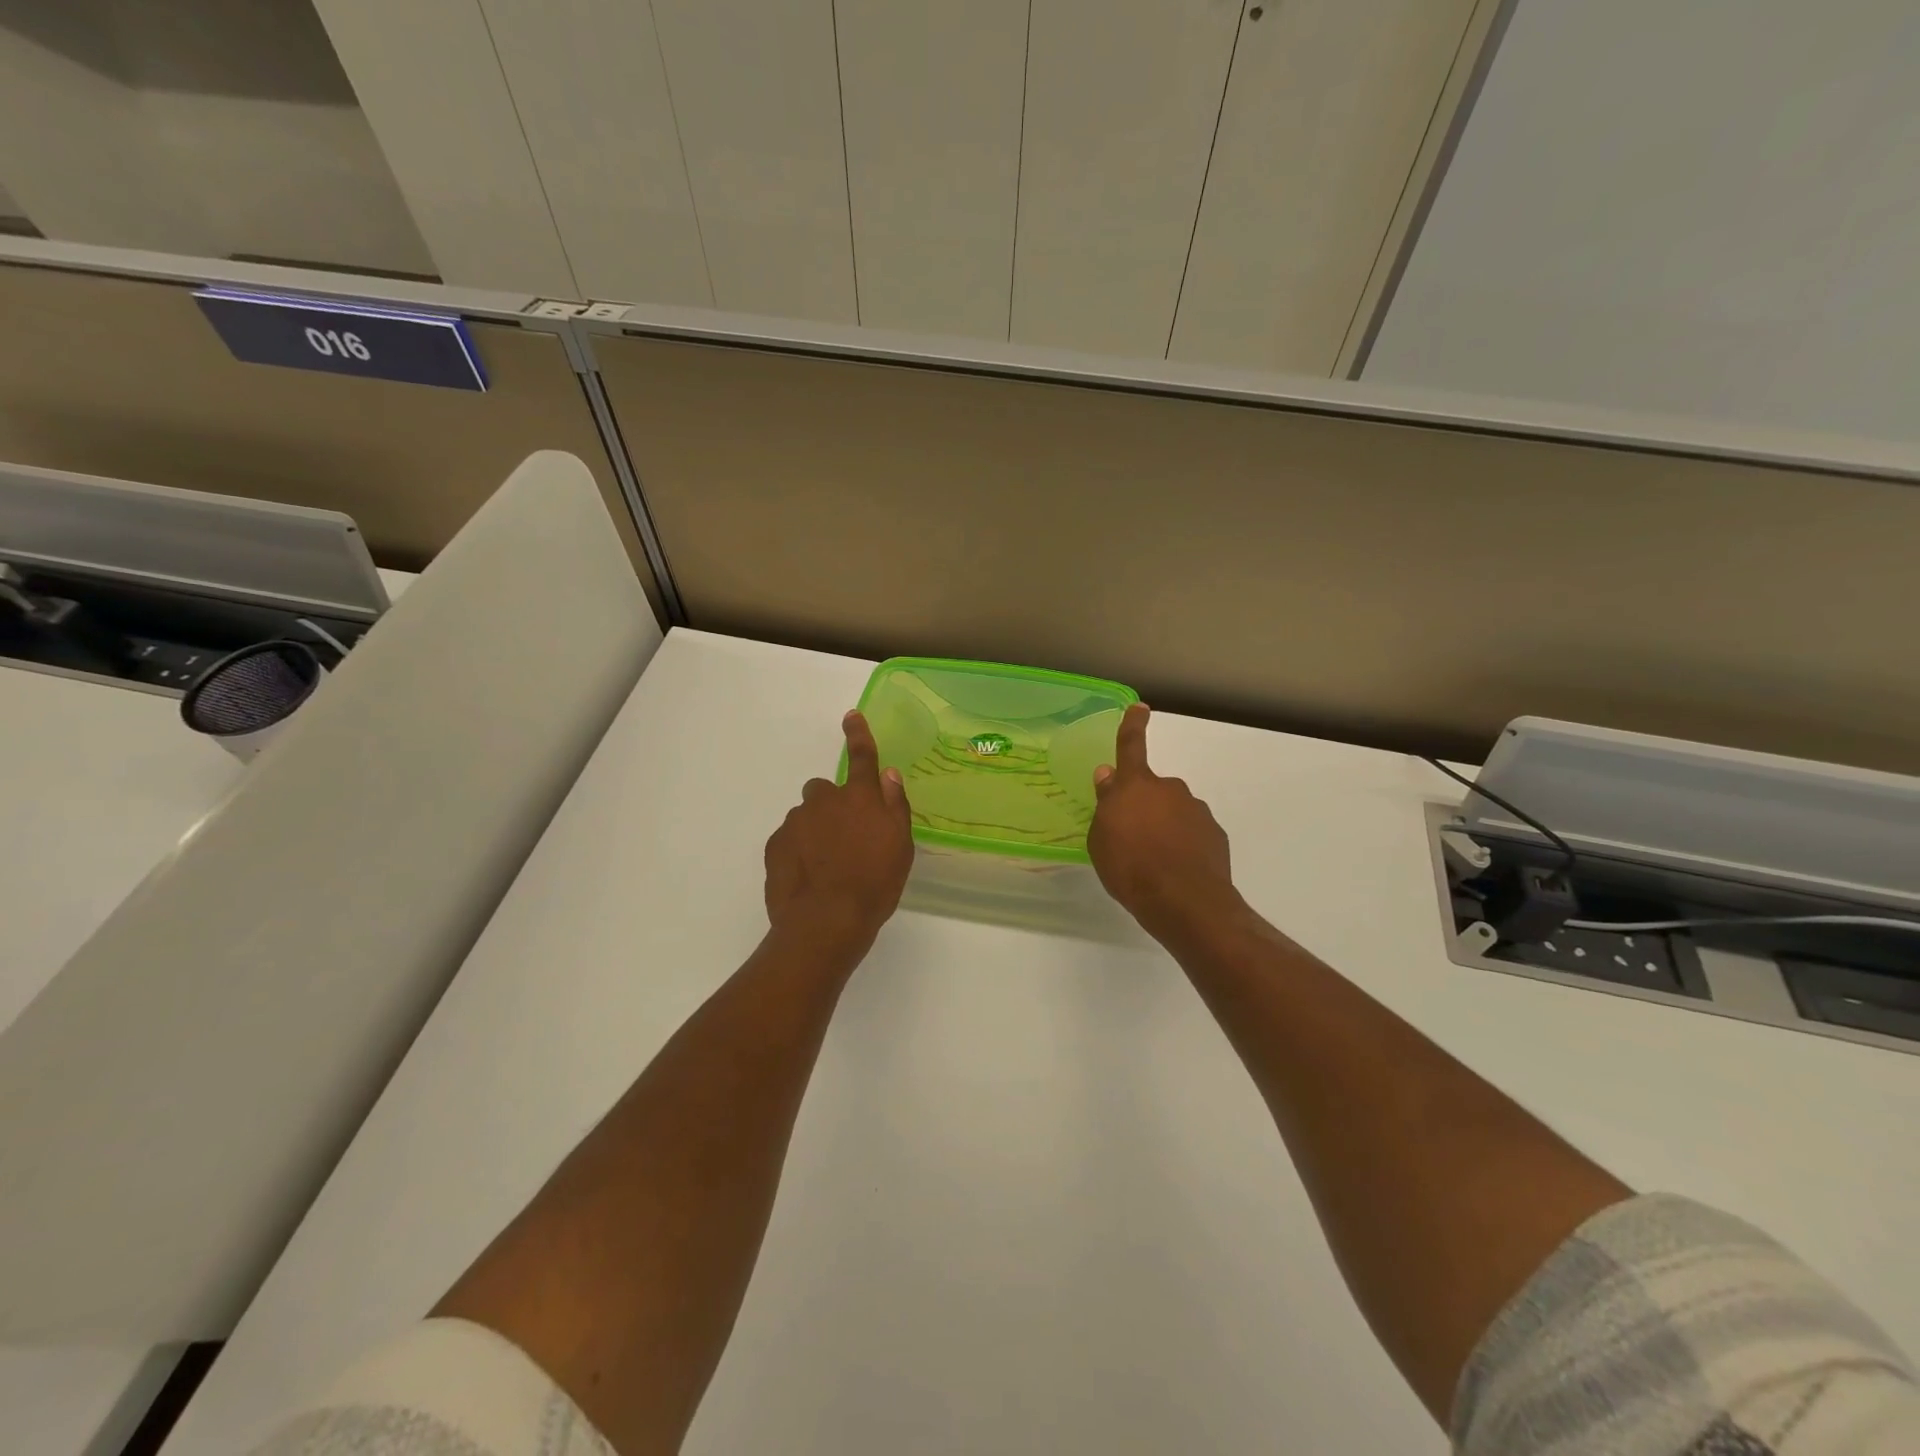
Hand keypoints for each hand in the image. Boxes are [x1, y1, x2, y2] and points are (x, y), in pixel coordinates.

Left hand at [764, 710, 914, 958]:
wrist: (826, 921)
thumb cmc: (874, 884)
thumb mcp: (900, 846)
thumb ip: (895, 805)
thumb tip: (888, 774)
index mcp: (861, 798)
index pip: (862, 757)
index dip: (858, 734)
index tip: (851, 716)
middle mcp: (825, 801)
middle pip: (824, 789)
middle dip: (831, 805)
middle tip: (843, 837)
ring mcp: (796, 822)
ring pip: (805, 815)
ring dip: (814, 830)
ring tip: (826, 865)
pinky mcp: (775, 845)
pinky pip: (788, 838)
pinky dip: (797, 850)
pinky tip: (808, 877)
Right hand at [1088, 703, 1239, 943]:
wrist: (1185, 902)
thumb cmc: (1130, 869)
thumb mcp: (1101, 840)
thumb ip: (1106, 805)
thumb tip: (1108, 776)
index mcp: (1136, 787)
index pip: (1130, 746)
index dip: (1132, 725)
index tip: (1141, 707)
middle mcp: (1169, 789)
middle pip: (1152, 790)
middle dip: (1143, 806)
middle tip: (1131, 839)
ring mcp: (1196, 810)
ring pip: (1173, 812)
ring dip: (1164, 827)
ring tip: (1154, 862)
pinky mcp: (1215, 834)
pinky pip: (1192, 832)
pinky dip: (1183, 845)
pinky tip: (1176, 870)